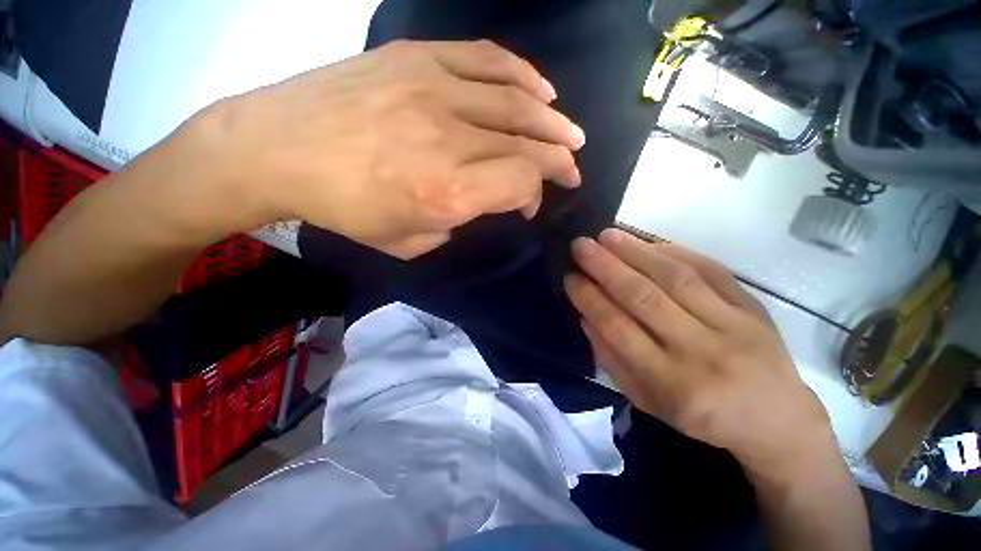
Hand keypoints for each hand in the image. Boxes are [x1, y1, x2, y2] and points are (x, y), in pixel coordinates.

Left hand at [204, 39, 584, 258]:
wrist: (278, 148)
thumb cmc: (345, 209)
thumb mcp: (409, 242)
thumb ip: (457, 222)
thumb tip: (484, 199)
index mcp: (447, 192)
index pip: (521, 182)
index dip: (536, 193)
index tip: (529, 205)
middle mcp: (451, 139)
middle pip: (528, 142)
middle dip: (559, 157)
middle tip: (573, 166)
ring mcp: (435, 89)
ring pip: (517, 101)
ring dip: (552, 120)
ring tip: (570, 132)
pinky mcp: (418, 58)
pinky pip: (487, 60)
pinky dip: (523, 75)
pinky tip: (542, 90)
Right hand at [564, 229, 834, 474]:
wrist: (777, 420)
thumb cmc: (702, 418)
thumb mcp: (647, 402)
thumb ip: (612, 361)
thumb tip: (586, 317)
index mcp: (672, 384)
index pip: (619, 329)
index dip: (590, 299)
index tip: (570, 277)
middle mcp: (702, 352)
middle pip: (645, 298)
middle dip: (606, 267)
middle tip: (580, 246)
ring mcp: (733, 326)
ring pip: (676, 278)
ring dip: (636, 252)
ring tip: (607, 236)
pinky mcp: (753, 308)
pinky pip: (710, 271)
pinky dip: (674, 252)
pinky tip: (647, 242)